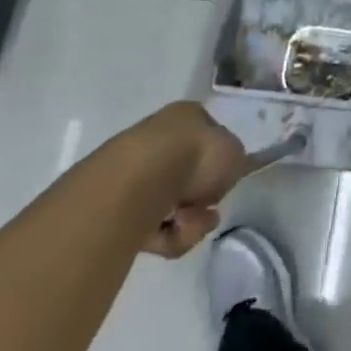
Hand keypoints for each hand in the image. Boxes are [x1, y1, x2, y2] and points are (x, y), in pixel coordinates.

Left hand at [127, 103, 249, 257]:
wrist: (140, 182)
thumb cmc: (196, 155)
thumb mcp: (235, 153)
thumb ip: (234, 162)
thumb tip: (221, 176)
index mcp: (186, 116)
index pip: (207, 136)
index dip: (219, 160)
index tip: (226, 178)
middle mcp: (158, 139)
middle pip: (188, 176)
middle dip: (202, 198)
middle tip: (210, 207)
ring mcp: (134, 173)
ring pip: (173, 206)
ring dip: (190, 220)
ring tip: (190, 222)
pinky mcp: (115, 208)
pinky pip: (153, 228)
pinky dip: (168, 234)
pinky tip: (172, 231)